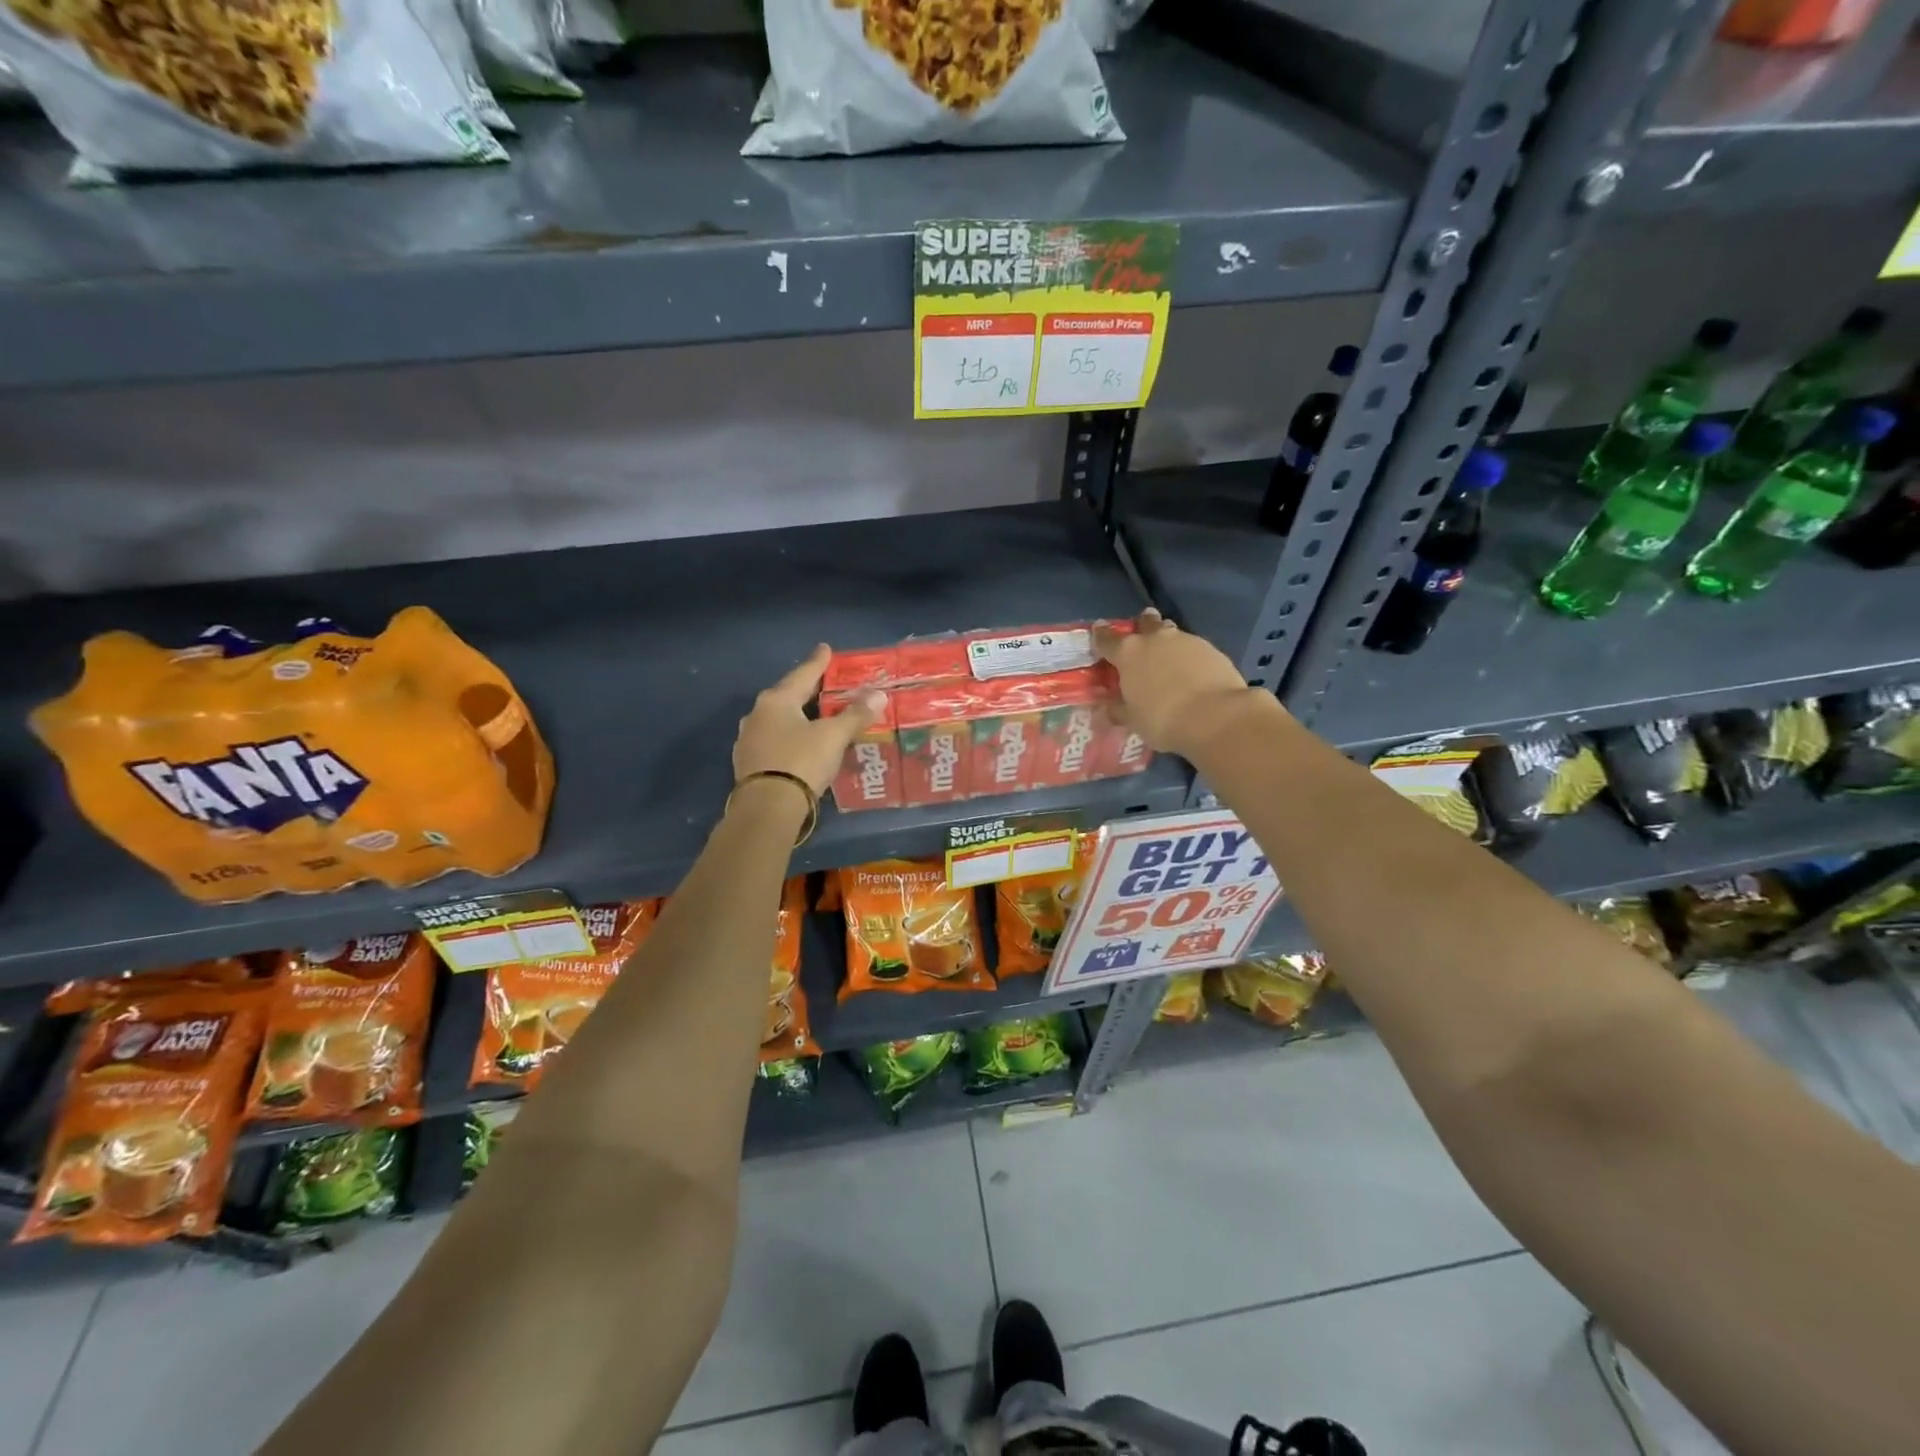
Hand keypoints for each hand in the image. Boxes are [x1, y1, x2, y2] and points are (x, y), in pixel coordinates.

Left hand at [733, 644, 883, 798]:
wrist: (767, 808)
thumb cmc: (801, 761)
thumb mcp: (833, 737)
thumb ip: (855, 715)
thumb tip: (879, 695)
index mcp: (776, 700)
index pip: (803, 674)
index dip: (818, 662)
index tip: (825, 649)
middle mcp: (758, 714)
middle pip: (788, 695)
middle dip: (807, 691)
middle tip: (825, 684)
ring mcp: (749, 739)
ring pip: (779, 719)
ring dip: (797, 716)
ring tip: (815, 716)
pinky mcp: (748, 763)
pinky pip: (774, 741)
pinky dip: (790, 737)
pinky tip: (800, 743)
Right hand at [1093, 610, 1267, 759]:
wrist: (1214, 716)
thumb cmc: (1162, 719)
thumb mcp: (1133, 720)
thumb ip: (1118, 709)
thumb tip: (1108, 707)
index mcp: (1128, 653)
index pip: (1106, 638)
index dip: (1100, 636)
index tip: (1098, 632)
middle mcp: (1155, 638)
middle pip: (1144, 622)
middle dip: (1141, 626)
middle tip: (1141, 638)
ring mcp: (1186, 640)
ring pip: (1171, 632)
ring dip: (1167, 640)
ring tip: (1168, 657)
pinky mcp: (1211, 648)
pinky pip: (1193, 647)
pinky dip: (1188, 655)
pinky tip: (1192, 672)